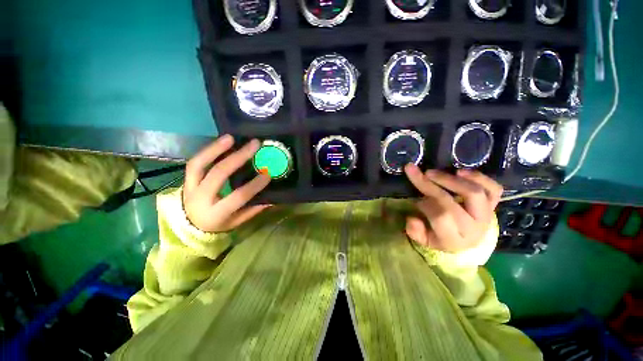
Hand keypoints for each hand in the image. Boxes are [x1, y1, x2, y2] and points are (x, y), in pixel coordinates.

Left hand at [183, 134, 270, 232]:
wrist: (189, 225)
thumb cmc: (217, 224)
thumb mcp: (236, 222)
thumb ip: (253, 210)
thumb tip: (272, 199)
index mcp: (216, 213)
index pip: (238, 196)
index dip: (254, 185)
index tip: (268, 174)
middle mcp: (201, 198)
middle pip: (218, 174)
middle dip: (238, 158)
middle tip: (254, 145)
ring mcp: (190, 187)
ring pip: (199, 164)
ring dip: (215, 148)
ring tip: (231, 137)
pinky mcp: (186, 179)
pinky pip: (195, 162)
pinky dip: (208, 151)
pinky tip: (221, 142)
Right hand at [404, 164, 502, 251]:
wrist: (465, 240)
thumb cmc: (439, 238)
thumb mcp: (423, 240)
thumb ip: (415, 232)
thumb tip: (411, 219)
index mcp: (454, 239)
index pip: (440, 217)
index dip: (424, 204)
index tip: (414, 199)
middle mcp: (474, 228)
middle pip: (452, 202)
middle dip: (429, 185)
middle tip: (416, 172)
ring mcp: (487, 215)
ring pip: (474, 192)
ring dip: (450, 179)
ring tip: (431, 172)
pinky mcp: (493, 205)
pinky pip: (493, 188)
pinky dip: (478, 177)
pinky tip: (460, 171)